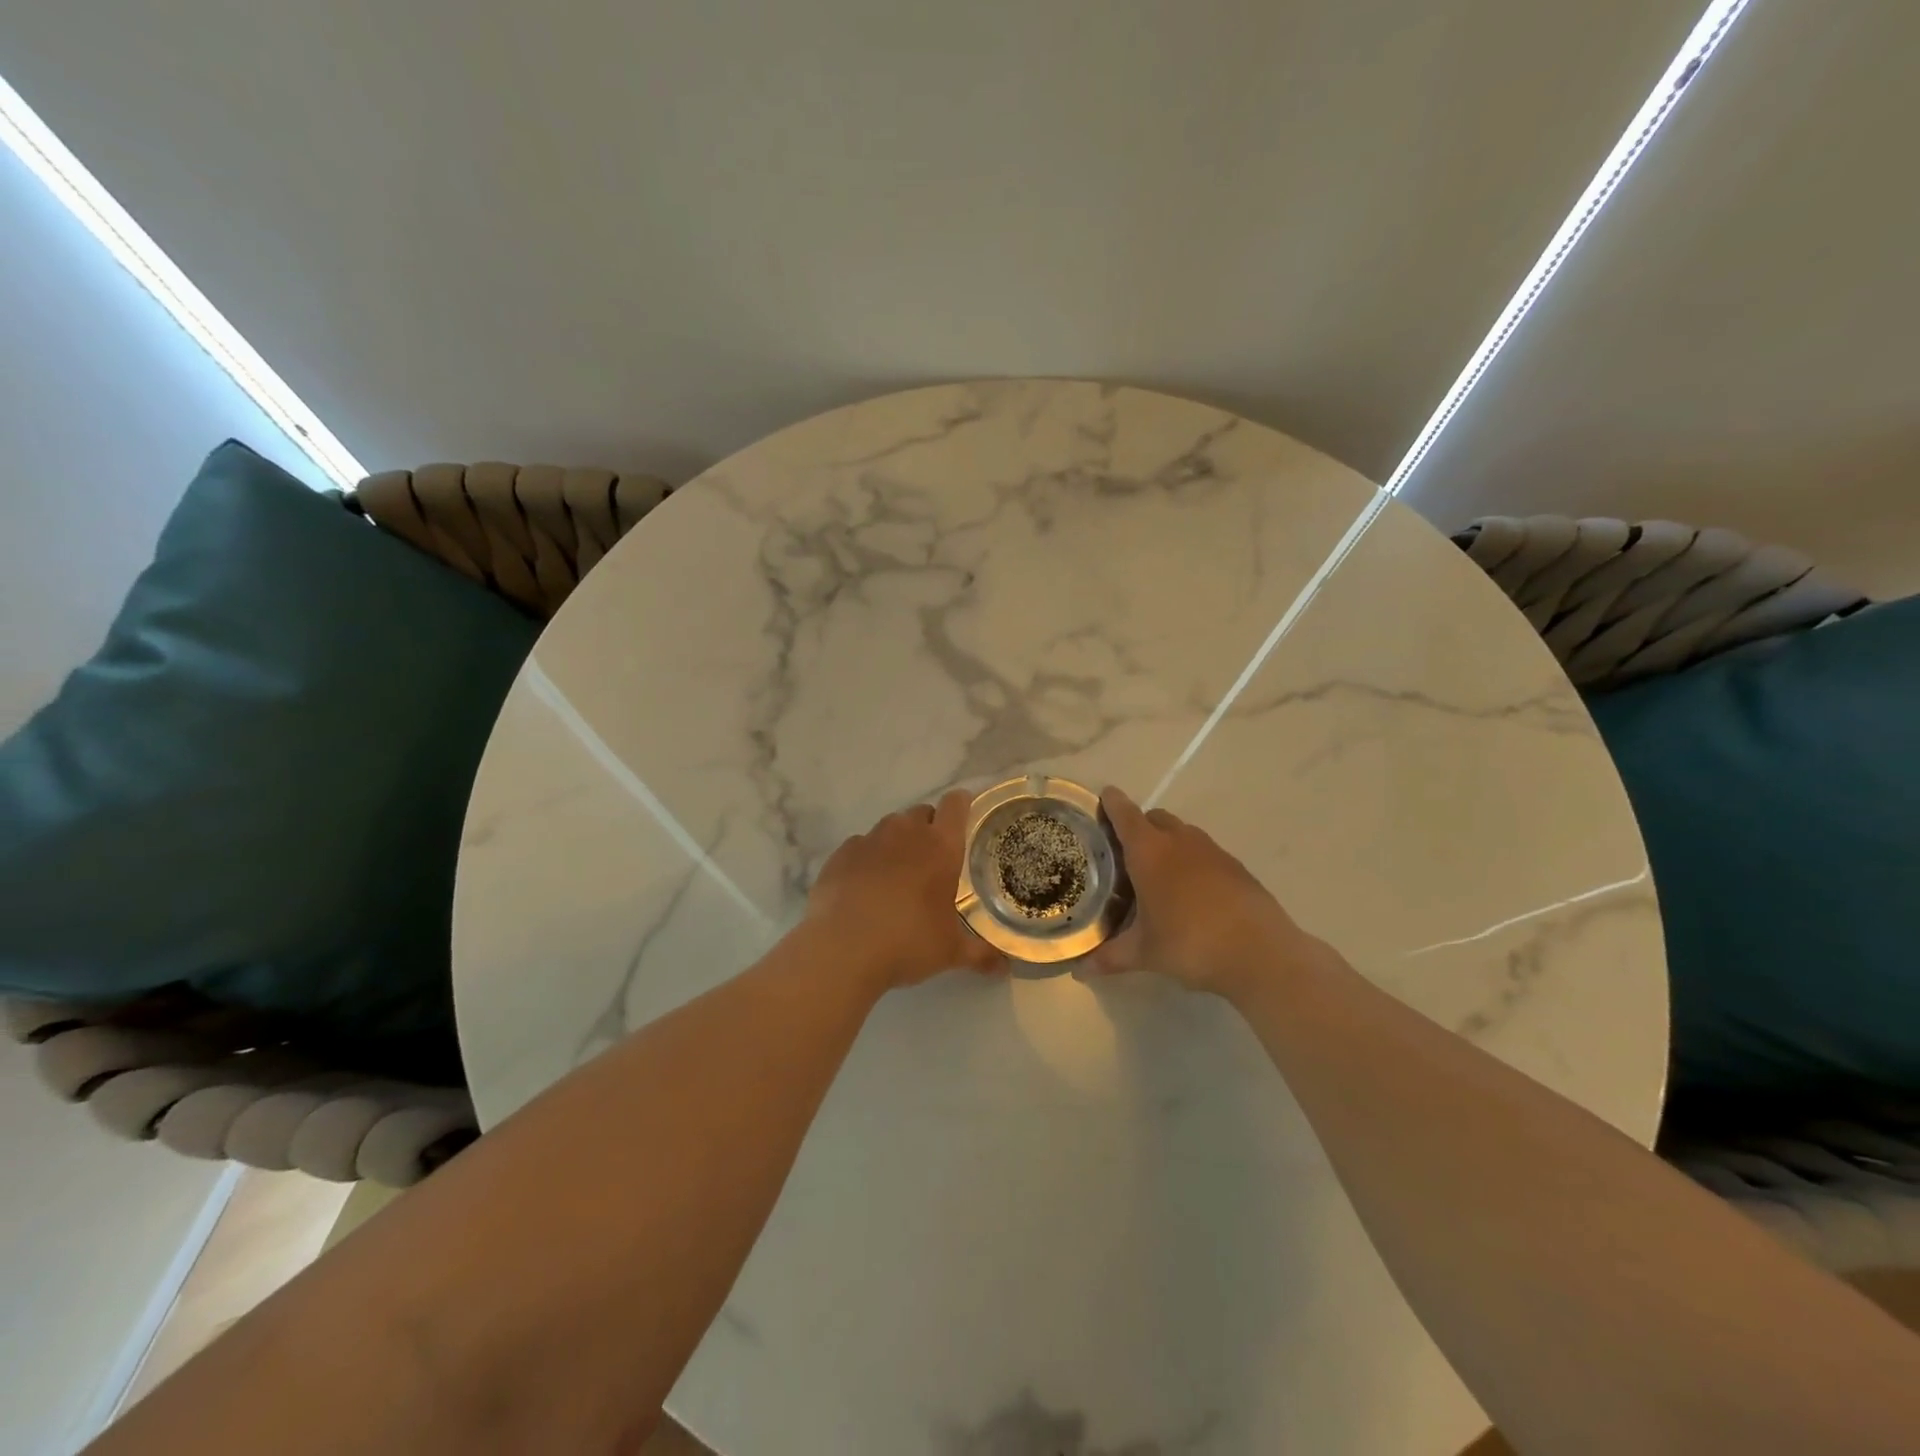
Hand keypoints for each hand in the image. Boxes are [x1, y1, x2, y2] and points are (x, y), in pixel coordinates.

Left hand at [806, 789, 1003, 989]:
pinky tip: (864, 887)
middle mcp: (905, 833)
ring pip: (889, 827)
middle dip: (929, 829)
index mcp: (940, 846)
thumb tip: (1004, 968)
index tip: (965, 819)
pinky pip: (860, 845)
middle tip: (932, 861)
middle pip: (922, 812)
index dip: (962, 805)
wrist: (842, 949)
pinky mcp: (840, 854)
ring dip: (897, 842)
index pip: (956, 804)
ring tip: (897, 875)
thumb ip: (980, 954)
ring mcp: (869, 840)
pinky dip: (866, 859)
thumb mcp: (950, 952)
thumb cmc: (907, 942)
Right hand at [1080, 786, 1318, 999]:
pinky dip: (1192, 861)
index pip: (1126, 815)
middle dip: (1139, 825)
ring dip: (1167, 842)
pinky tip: (1191, 892)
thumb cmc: (1191, 943)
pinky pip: (1205, 852)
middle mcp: (1180, 841)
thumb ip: (1111, 957)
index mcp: (1150, 852)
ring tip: (1157, 872)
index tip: (1104, 796)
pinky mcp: (1236, 867)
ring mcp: (1212, 851)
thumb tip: (1080, 970)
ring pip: (1183, 832)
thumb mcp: (1145, 954)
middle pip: (1155, 818)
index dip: (1113, 803)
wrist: (1261, 953)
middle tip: (1125, 850)